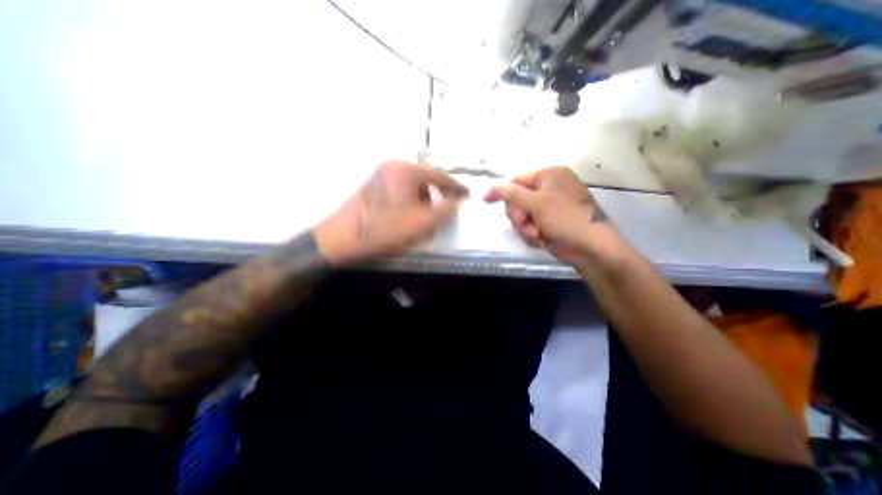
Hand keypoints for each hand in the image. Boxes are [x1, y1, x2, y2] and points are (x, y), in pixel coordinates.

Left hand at [312, 160, 463, 264]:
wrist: (341, 239)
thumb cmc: (384, 230)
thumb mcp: (422, 224)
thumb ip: (445, 211)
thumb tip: (456, 202)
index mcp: (406, 171)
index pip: (440, 176)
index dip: (456, 188)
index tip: (467, 196)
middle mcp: (393, 167)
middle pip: (426, 183)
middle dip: (435, 201)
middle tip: (438, 219)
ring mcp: (381, 176)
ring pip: (413, 189)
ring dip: (421, 206)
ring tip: (420, 226)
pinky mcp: (374, 187)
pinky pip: (401, 193)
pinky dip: (409, 206)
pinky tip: (406, 222)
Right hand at [482, 167, 625, 269]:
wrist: (591, 248)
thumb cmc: (565, 219)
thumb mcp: (536, 203)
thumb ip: (510, 194)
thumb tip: (489, 188)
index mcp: (549, 175)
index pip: (516, 179)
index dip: (502, 191)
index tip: (487, 201)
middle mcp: (549, 188)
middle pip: (517, 199)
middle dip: (519, 216)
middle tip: (527, 224)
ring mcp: (549, 206)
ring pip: (522, 215)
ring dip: (525, 228)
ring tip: (537, 235)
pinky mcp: (549, 222)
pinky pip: (530, 225)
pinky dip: (532, 234)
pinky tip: (542, 240)